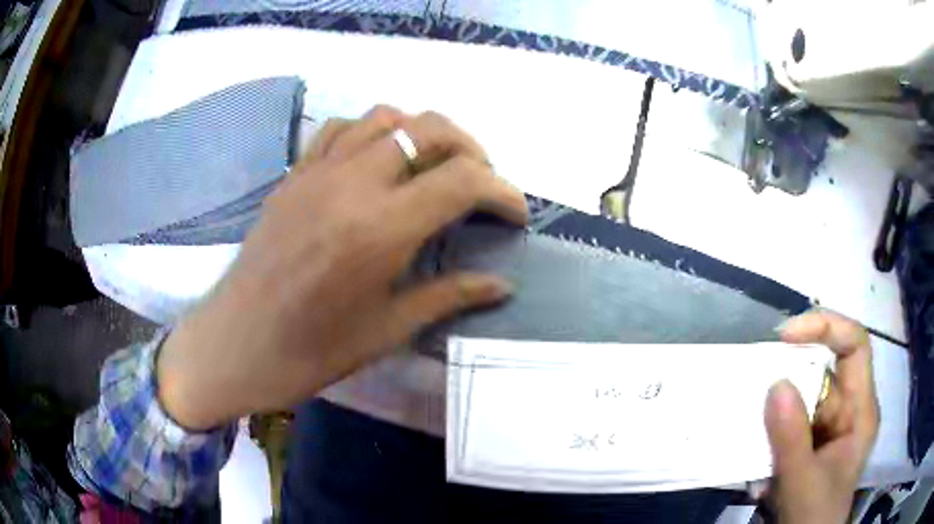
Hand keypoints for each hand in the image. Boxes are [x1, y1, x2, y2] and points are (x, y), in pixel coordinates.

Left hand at [156, 106, 528, 429]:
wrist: (237, 344)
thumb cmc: (311, 351)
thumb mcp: (388, 330)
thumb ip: (449, 296)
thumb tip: (501, 285)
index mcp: (380, 229)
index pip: (463, 180)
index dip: (502, 191)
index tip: (515, 214)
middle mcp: (352, 183)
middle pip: (430, 128)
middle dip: (472, 149)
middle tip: (481, 184)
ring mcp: (317, 171)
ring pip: (386, 116)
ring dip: (423, 133)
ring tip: (433, 167)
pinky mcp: (294, 174)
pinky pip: (341, 128)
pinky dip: (372, 133)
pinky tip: (377, 162)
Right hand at [764, 311, 879, 522]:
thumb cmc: (814, 517)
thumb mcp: (803, 484)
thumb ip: (792, 440)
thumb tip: (775, 384)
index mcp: (860, 411)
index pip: (855, 345)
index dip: (827, 327)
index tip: (786, 336)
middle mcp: (847, 409)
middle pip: (827, 366)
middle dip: (794, 364)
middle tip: (757, 370)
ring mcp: (827, 426)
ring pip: (804, 393)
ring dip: (776, 400)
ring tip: (748, 411)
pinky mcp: (808, 441)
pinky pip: (789, 419)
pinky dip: (769, 424)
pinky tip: (751, 440)